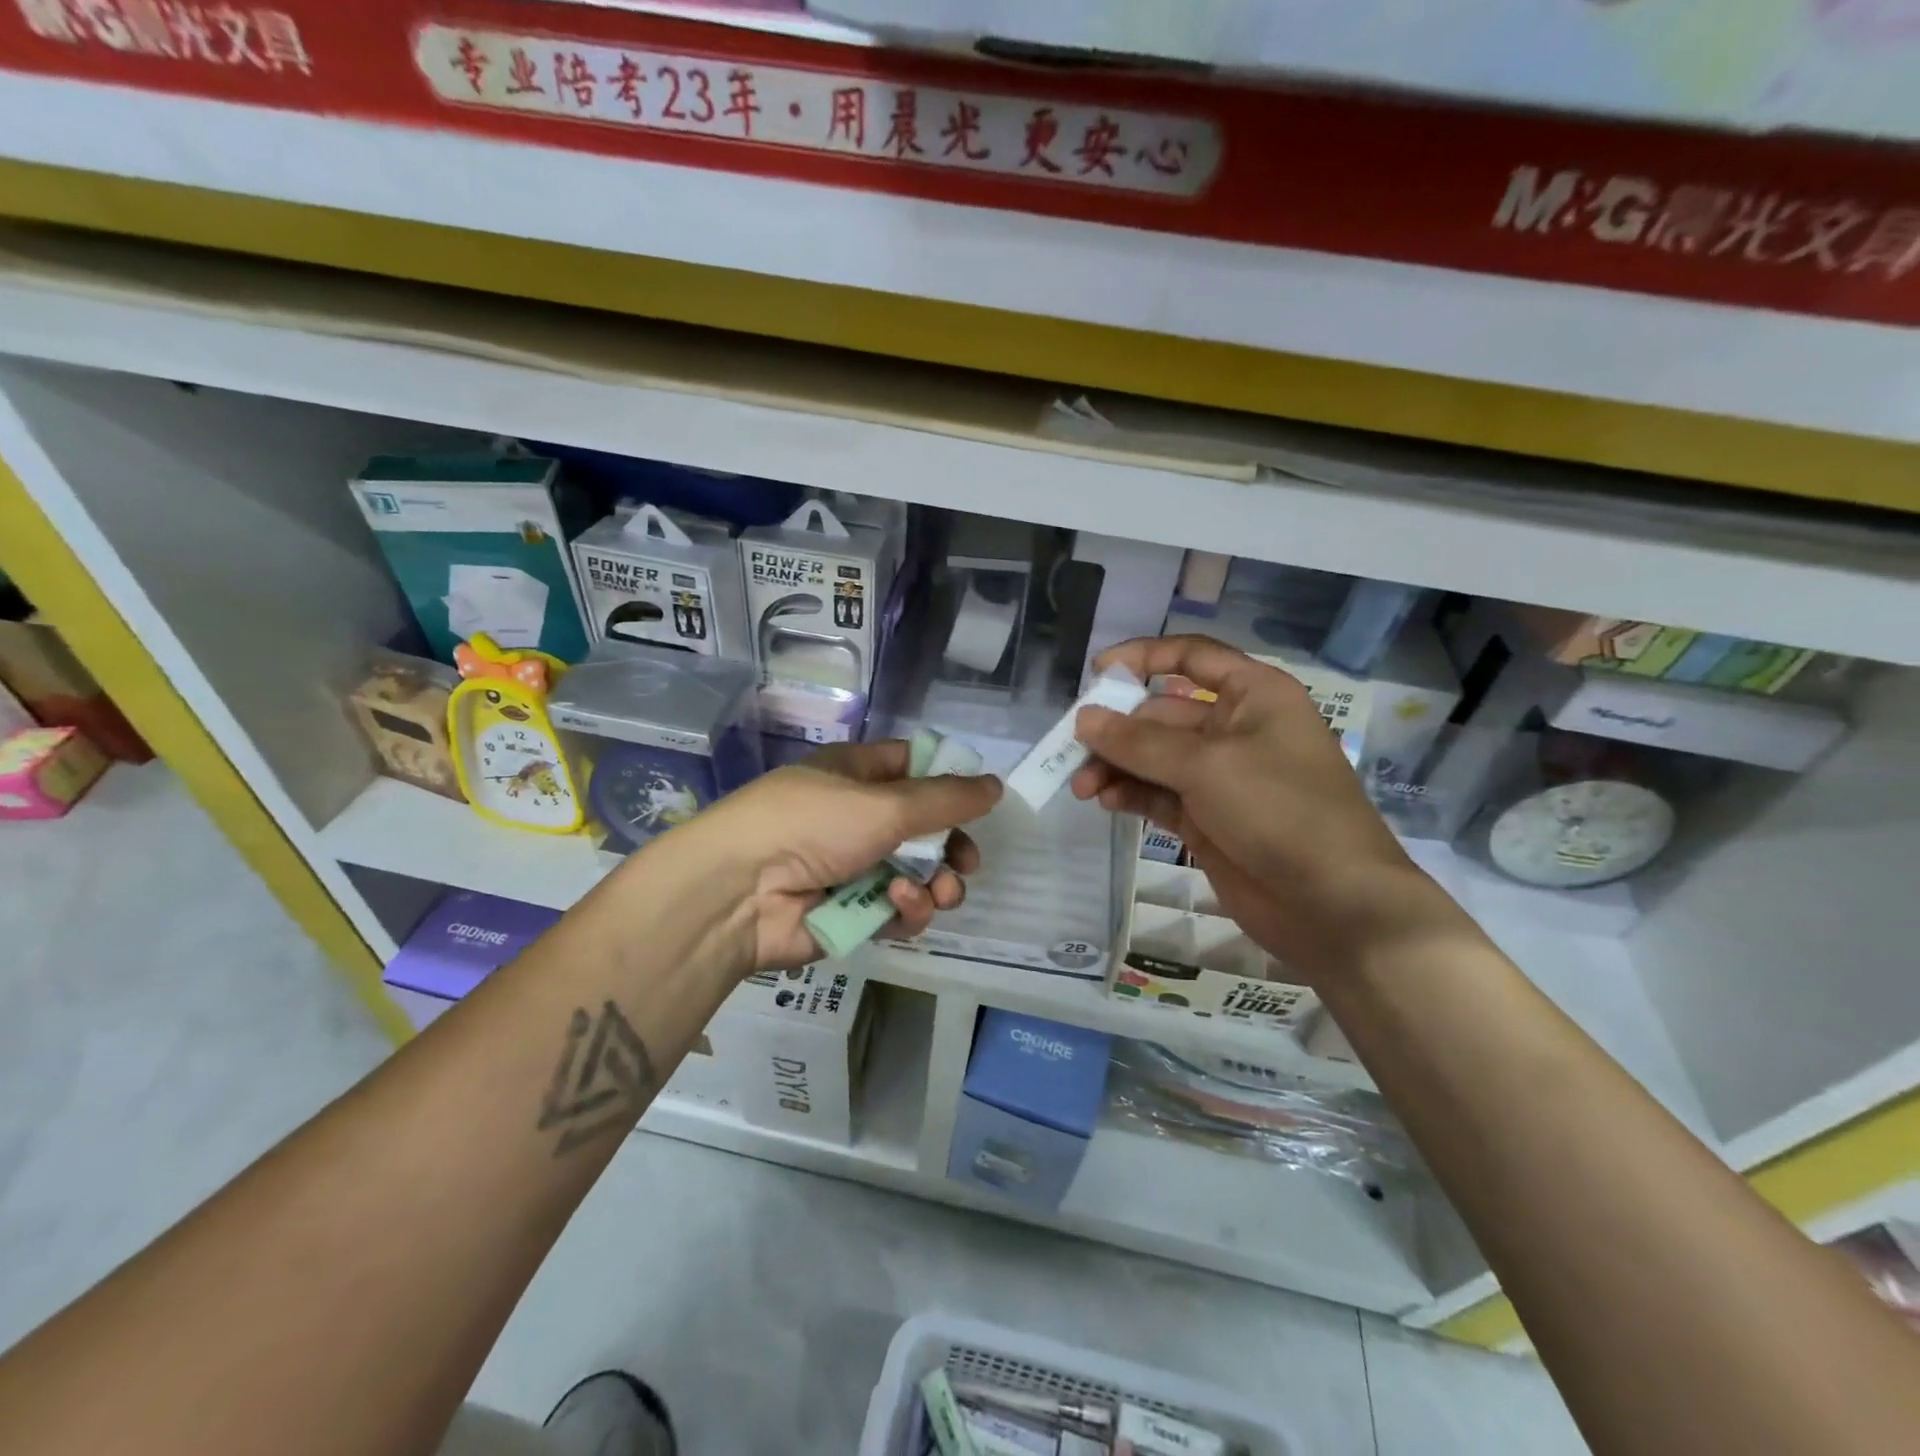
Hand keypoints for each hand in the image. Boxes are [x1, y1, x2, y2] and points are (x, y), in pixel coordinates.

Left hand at [690, 739, 1002, 969]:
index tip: (979, 802)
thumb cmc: (811, 824)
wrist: (738, 893)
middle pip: (923, 828)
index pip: (913, 766)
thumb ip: (946, 799)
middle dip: (951, 847)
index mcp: (857, 774)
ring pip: (916, 875)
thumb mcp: (885, 804)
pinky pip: (896, 910)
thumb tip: (996, 785)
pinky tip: (898, 906)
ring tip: (936, 892)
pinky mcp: (850, 912)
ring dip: (935, 884)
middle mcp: (857, 817)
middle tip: (966, 862)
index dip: (948, 781)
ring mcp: (853, 867)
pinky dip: (905, 910)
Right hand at [1070, 636, 1470, 983]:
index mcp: (1253, 696)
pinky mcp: (1207, 818)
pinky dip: (1131, 794)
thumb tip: (1084, 719)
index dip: (1143, 658)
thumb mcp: (1207, 766)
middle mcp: (1236, 728)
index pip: (1191, 657)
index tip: (1096, 674)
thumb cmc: (1281, 812)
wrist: (1333, 905)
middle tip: (1073, 752)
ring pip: (1154, 758)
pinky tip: (1106, 802)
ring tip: (1083, 787)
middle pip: (1161, 713)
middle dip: (1117, 731)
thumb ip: (1140, 742)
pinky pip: (1158, 795)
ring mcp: (1221, 777)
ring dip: (1117, 767)